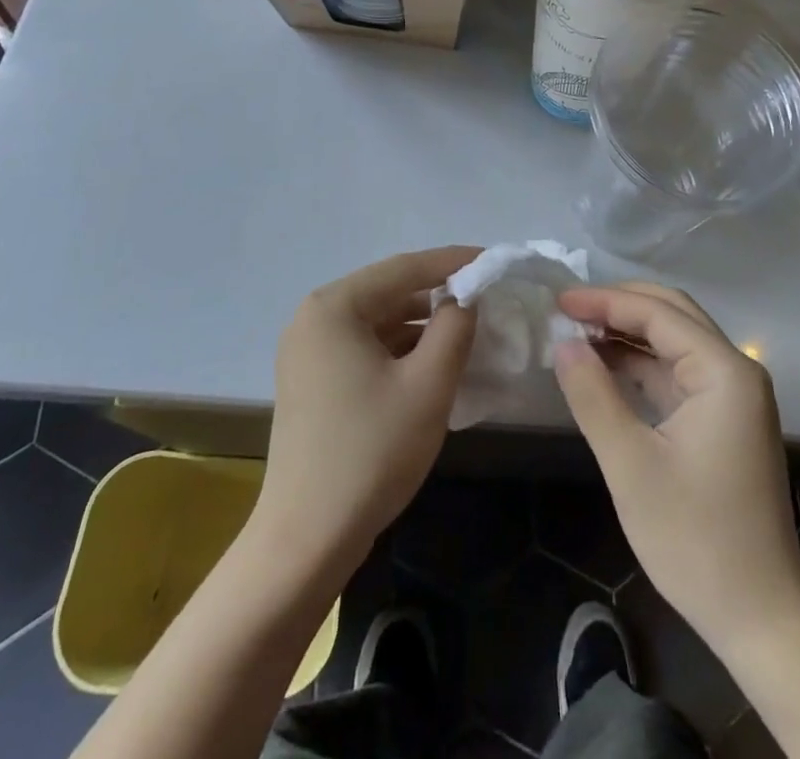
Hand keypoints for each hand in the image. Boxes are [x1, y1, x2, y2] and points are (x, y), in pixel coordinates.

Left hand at [256, 248, 479, 570]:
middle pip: (388, 291)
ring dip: (420, 324)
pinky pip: (364, 347)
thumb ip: (454, 327)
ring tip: (467, 329)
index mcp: (334, 306)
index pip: (404, 268)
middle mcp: (314, 317)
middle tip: (485, 297)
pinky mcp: (312, 380)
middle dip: (438, 294)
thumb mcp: (428, 385)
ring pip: (377, 321)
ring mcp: (308, 350)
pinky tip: (432, 361)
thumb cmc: (371, 453)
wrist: (306, 540)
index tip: (493, 260)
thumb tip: (465, 297)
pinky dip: (399, 349)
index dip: (453, 262)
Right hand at [553, 283, 799, 659]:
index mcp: (725, 372)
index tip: (558, 299)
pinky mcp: (724, 421)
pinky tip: (605, 368)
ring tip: (577, 334)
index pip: (659, 313)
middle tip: (567, 309)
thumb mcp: (630, 464)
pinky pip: (678, 373)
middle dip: (619, 306)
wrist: (759, 618)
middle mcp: (736, 372)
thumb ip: (593, 394)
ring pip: (675, 342)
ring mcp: (733, 397)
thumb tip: (563, 343)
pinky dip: (641, 364)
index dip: (605, 300)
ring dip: (628, 333)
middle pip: (673, 315)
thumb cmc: (695, 539)